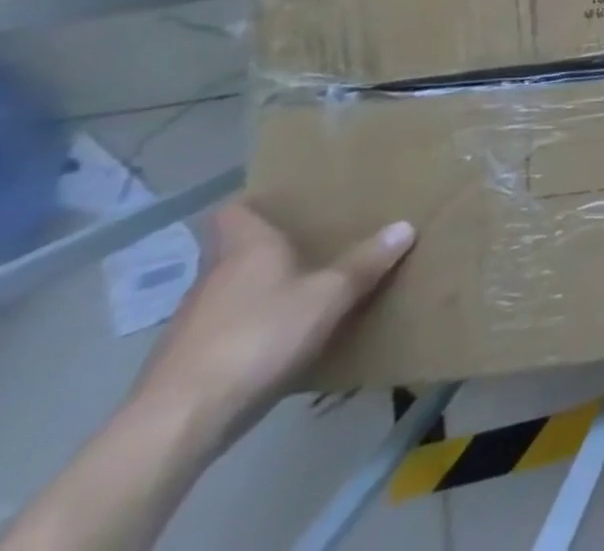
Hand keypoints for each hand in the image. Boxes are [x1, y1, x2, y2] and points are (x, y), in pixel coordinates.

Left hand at [134, 203, 414, 455]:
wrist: (176, 426)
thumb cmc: (259, 337)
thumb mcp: (329, 295)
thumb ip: (366, 262)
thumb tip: (405, 226)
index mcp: (245, 249)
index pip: (234, 212)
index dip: (254, 203)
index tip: (283, 199)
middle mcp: (213, 279)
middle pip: (237, 252)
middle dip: (272, 248)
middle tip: (317, 241)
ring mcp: (193, 325)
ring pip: (233, 293)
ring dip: (263, 292)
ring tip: (307, 290)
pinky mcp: (185, 366)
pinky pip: (228, 331)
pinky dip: (252, 329)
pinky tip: (281, 342)